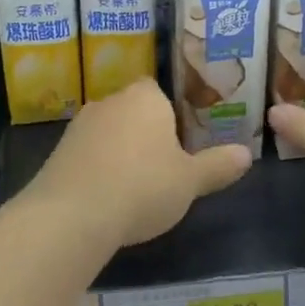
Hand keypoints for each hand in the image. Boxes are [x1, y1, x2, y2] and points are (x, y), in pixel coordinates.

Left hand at [28, 79, 250, 247]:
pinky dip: (97, 168)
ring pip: (109, 132)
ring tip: (134, 187)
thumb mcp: (190, 181)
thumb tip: (247, 154)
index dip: (171, 114)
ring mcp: (79, 125)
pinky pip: (87, 153)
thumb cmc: (143, 187)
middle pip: (133, 110)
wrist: (72, 214)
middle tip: (163, 166)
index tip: (181, 142)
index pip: (159, 91)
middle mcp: (111, 101)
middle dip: (145, 133)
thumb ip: (218, 165)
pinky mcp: (57, 151)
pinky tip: (106, 197)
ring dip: (119, 151)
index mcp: (146, 97)